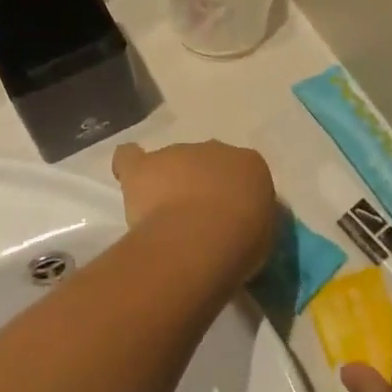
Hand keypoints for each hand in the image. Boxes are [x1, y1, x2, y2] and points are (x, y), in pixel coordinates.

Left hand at [111, 141, 278, 289]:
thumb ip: (252, 220)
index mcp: (249, 164)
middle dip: (199, 185)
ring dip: (168, 182)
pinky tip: (127, 178)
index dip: (233, 196)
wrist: (201, 239)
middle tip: (196, 220)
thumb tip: (240, 224)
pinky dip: (129, 166)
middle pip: (205, 163)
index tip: (229, 219)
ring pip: (170, 163)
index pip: (243, 173)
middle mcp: (215, 149)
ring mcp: (177, 153)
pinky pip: (130, 158)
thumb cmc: (241, 242)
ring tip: (162, 216)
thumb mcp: (264, 235)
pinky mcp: (144, 166)